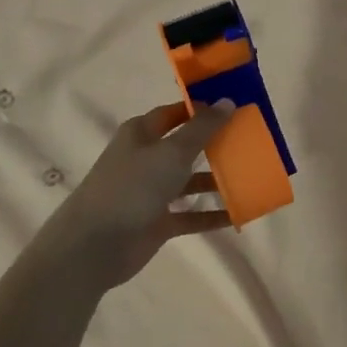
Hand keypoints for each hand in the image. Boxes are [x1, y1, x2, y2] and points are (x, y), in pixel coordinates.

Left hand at [43, 100, 237, 288]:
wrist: (95, 245)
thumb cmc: (132, 187)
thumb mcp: (171, 152)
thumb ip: (202, 128)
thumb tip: (227, 101)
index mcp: (142, 133)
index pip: (177, 113)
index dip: (203, 109)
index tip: (235, 108)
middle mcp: (146, 158)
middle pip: (185, 146)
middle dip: (215, 145)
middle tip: (250, 142)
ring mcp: (151, 191)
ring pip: (189, 181)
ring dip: (216, 181)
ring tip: (250, 178)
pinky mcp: (157, 222)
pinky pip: (190, 215)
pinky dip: (211, 214)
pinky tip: (238, 215)